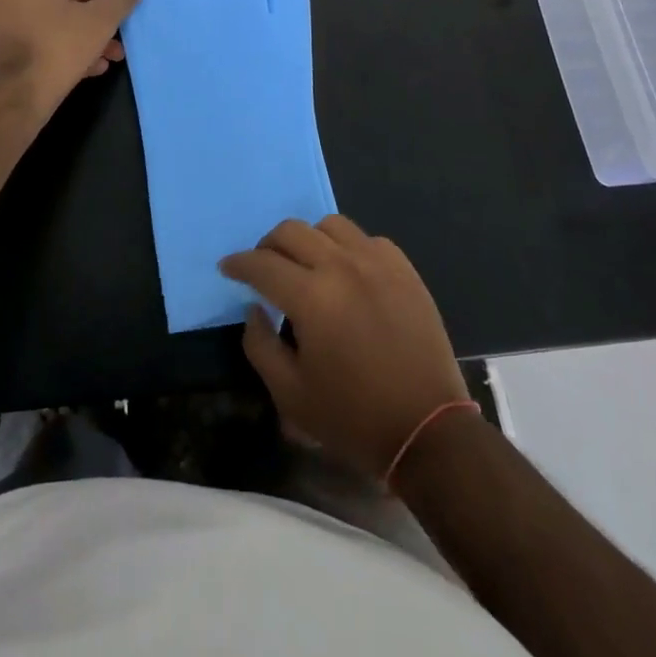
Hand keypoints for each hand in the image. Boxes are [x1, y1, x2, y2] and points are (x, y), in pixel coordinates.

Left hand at [0, 0, 145, 107]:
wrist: (14, 99)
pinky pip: (34, 39)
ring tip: (111, 50)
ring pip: (44, 18)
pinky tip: (91, 67)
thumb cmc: (57, 47)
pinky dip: (60, 45)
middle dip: (84, 2)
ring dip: (79, 28)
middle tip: (108, 14)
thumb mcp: (99, 21)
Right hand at [220, 215, 470, 480]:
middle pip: (292, 231)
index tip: (227, 268)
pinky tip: (348, 274)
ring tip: (307, 266)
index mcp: (311, 297)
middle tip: (264, 268)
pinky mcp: (404, 269)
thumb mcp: (291, 395)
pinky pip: (366, 239)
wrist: (428, 430)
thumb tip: (254, 308)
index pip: (262, 264)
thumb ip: (260, 346)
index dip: (238, 263)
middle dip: (268, 246)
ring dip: (309, 240)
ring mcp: (377, 262)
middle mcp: (342, 266)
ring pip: (330, 226)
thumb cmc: (353, 418)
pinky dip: (348, 248)